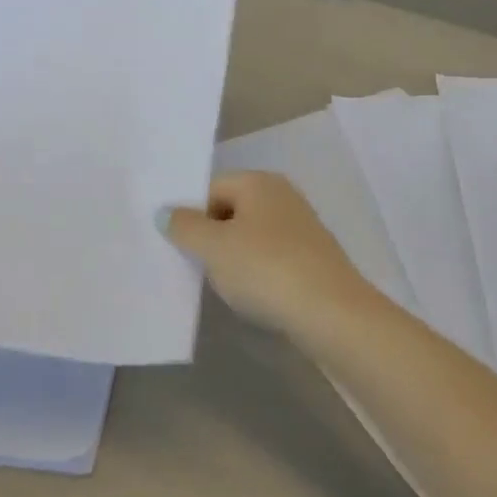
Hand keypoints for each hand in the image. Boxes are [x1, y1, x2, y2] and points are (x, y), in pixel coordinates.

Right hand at [161, 172, 369, 333]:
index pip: (210, 188)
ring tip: (217, 284)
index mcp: (259, 182)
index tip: (174, 244)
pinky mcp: (311, 259)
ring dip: (231, 257)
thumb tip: (165, 212)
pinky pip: (269, 258)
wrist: (332, 314)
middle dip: (209, 236)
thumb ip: (184, 227)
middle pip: (230, 210)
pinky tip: (249, 294)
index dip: (189, 214)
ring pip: (250, 236)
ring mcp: (300, 227)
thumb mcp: (214, 247)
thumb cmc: (266, 269)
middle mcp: (282, 196)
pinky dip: (255, 272)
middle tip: (189, 264)